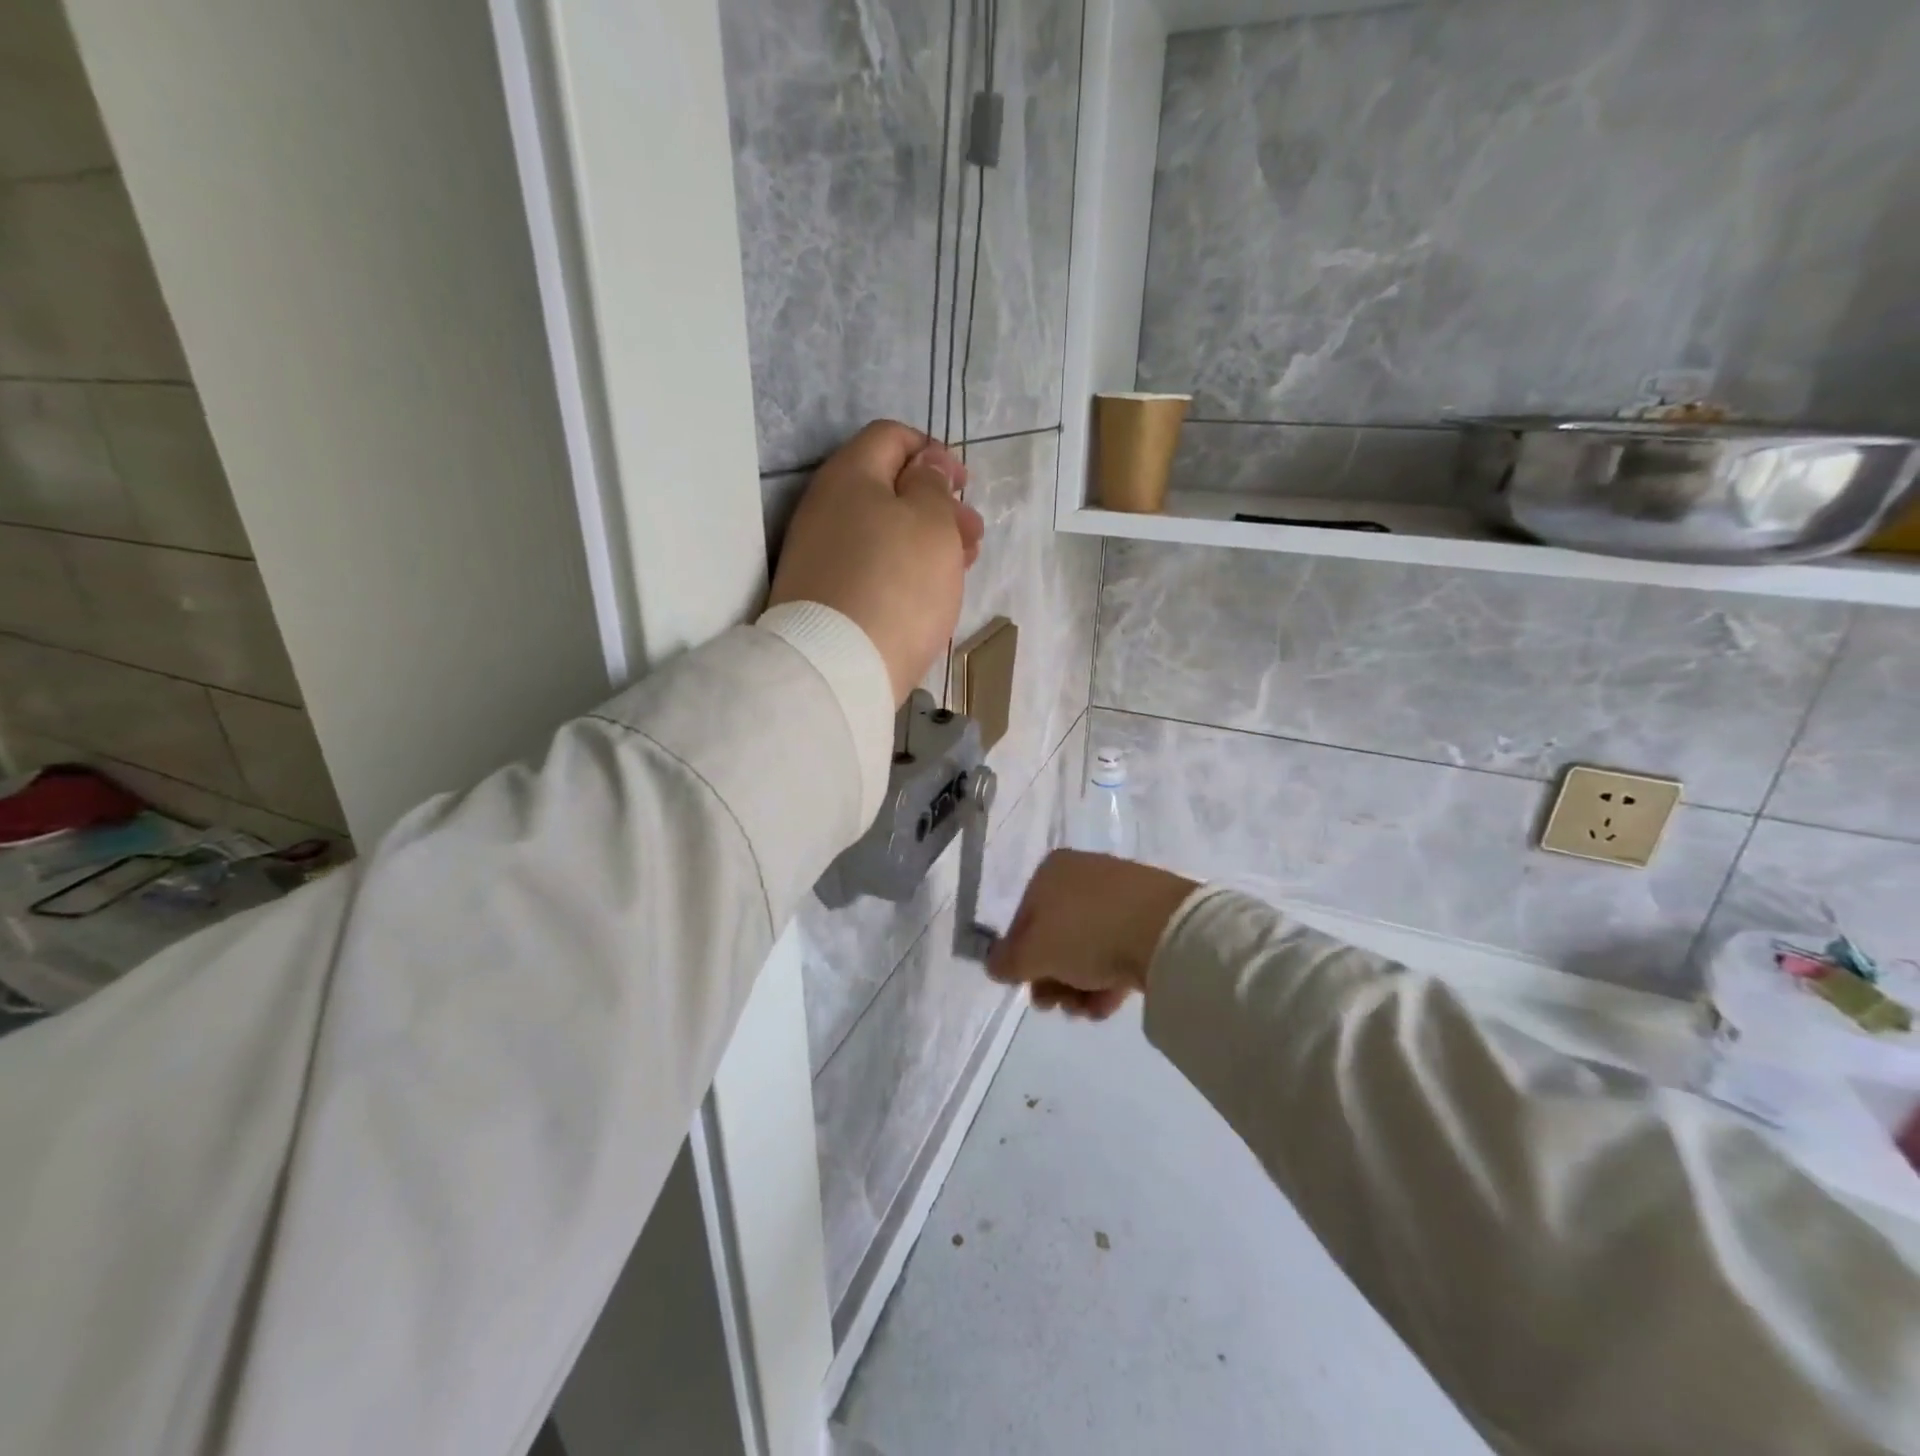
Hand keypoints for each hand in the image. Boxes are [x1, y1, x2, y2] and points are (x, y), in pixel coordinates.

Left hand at [767, 420, 984, 704]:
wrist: (838, 666)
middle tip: (972, 535)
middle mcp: (824, 508)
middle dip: (937, 505)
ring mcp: (818, 555)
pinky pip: (869, 567)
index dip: (933, 452)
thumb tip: (926, 466)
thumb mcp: (932, 523)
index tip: (964, 485)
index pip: (891, 437)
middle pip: (887, 488)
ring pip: (881, 532)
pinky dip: (901, 570)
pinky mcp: (822, 596)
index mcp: (849, 475)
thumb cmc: (897, 583)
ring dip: (925, 541)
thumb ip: (933, 485)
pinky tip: (927, 593)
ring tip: (960, 567)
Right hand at [987, 850, 1197, 1020]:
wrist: (1167, 930)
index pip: (1023, 918)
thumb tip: (997, 966)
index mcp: (1052, 871)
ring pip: (1088, 946)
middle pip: (1056, 935)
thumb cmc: (1087, 933)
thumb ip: (1006, 962)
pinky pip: (1119, 948)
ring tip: (1085, 1011)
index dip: (1020, 957)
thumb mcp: (1033, 953)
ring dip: (1078, 984)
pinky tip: (1107, 1005)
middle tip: (1055, 1006)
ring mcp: (1121, 894)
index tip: (1027, 988)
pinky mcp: (1152, 915)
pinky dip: (1108, 978)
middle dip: (1051, 977)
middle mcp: (1084, 874)